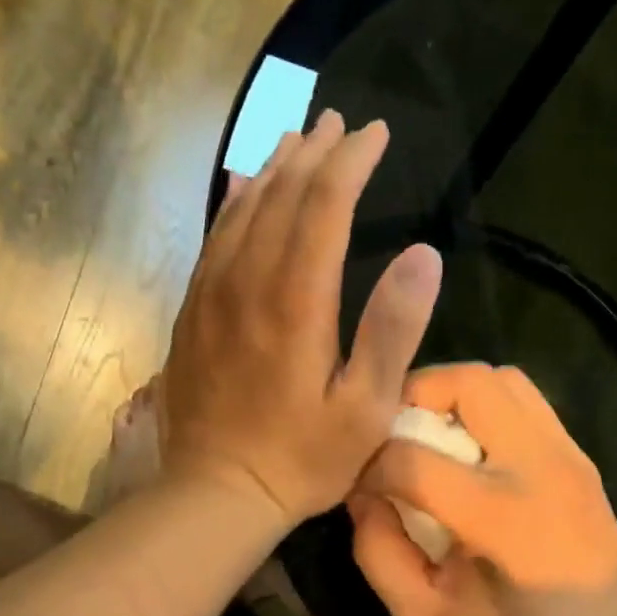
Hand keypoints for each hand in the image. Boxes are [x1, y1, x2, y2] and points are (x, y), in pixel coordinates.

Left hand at [161, 111, 442, 526]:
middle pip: (281, 196)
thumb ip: (393, 330)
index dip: (352, 161)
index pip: (325, 204)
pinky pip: (213, 240)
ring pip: (242, 210)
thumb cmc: (301, 459)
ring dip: (273, 169)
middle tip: (340, 123)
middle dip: (315, 153)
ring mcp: (212, 294)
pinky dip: (232, 204)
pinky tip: (240, 186)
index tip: (377, 134)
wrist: (217, 492)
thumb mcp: (365, 409)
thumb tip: (424, 253)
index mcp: (296, 300)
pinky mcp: (192, 312)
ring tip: (297, 140)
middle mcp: (248, 282)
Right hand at [348, 363, 616, 615]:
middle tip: (393, 430)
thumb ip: (378, 553)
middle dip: (414, 395)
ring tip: (430, 431)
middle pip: (469, 384)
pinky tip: (471, 447)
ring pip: (502, 378)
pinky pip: (526, 400)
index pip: (413, 460)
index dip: (370, 465)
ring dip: (453, 392)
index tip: (360, 484)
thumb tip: (362, 493)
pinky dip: (486, 406)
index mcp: (500, 521)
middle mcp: (541, 471)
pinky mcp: (580, 456)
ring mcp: (568, 456)